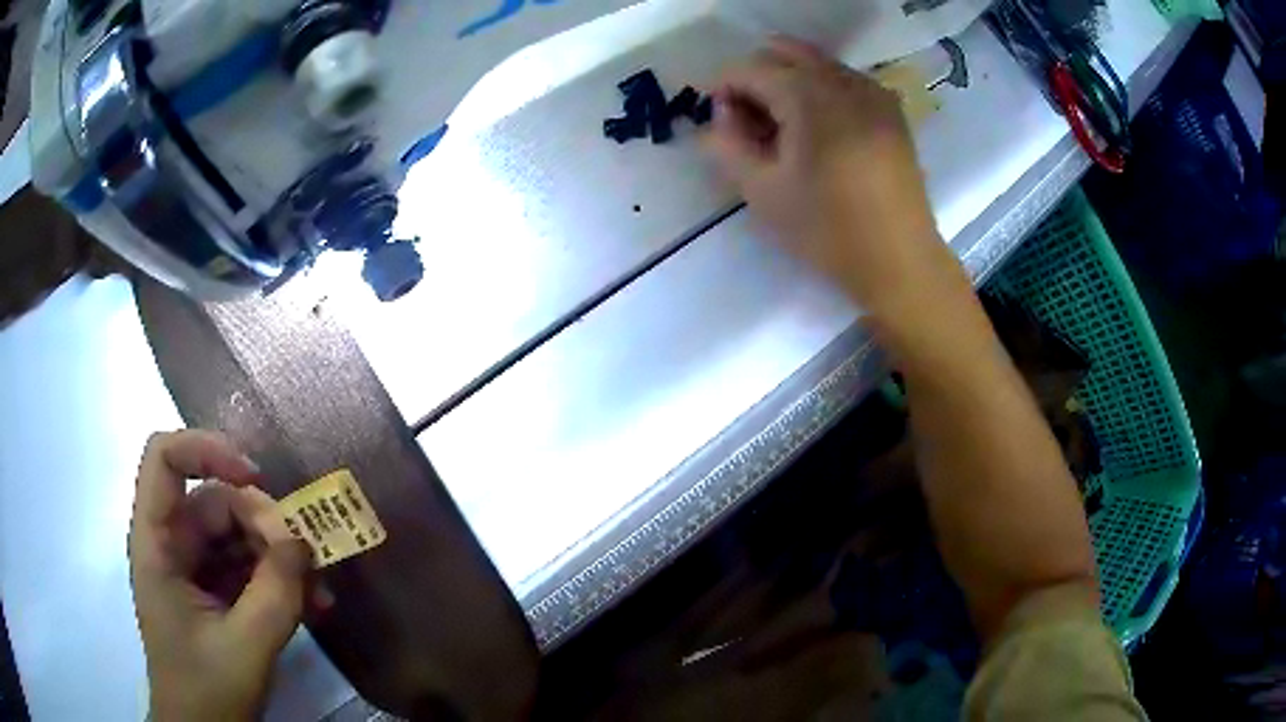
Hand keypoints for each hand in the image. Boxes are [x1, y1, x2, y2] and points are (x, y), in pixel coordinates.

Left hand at [128, 430, 312, 721]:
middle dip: (264, 523)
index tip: (255, 478)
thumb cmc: (207, 691)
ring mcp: (193, 568)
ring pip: (237, 534)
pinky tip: (313, 603)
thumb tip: (302, 539)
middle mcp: (171, 544)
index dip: (207, 450)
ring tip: (318, 587)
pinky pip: (247, 566)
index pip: (165, 458)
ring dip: (279, 555)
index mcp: (157, 543)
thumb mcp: (245, 646)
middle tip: (307, 556)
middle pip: (215, 500)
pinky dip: (278, 579)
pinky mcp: (213, 590)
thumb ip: (275, 592)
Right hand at [703, 37, 951, 317]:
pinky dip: (821, 92)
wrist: (900, 260)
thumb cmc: (828, 230)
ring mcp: (873, 92)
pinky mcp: (891, 111)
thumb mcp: (761, 191)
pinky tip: (819, 132)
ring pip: (816, 64)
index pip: (751, 68)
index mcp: (809, 95)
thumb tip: (720, 117)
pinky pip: (845, 81)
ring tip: (784, 131)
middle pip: (784, 53)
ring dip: (789, 83)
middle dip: (757, 78)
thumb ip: (726, 144)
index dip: (724, 89)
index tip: (719, 124)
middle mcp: (843, 80)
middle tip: (750, 123)